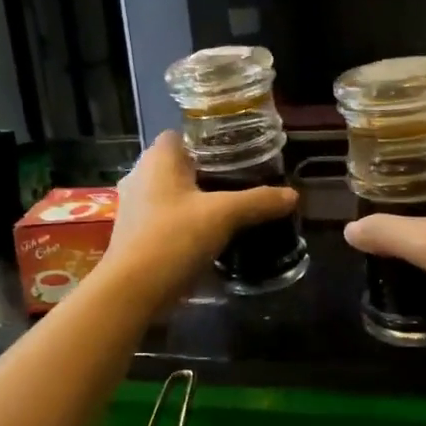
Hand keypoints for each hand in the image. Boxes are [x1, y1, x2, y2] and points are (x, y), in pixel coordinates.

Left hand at [99, 131, 298, 306]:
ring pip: (173, 193)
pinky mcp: (135, 234)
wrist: (133, 291)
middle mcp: (140, 175)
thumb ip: (259, 201)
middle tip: (243, 182)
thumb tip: (293, 195)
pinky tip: (209, 235)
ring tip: (231, 209)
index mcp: (158, 159)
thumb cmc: (174, 239)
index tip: (239, 154)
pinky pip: (166, 218)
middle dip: (209, 172)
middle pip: (180, 165)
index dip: (210, 141)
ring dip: (197, 200)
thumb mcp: (224, 216)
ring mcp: (133, 206)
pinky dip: (186, 222)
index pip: (184, 134)